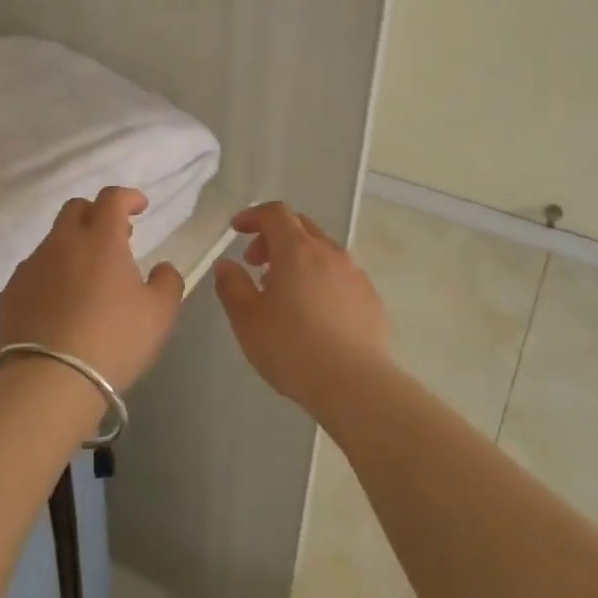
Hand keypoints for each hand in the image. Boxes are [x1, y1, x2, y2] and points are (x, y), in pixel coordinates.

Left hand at [0, 186, 184, 392]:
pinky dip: (49, 279)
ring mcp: (30, 268)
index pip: (112, 198)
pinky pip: (32, 275)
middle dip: (96, 215)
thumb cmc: (114, 341)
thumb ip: (167, 281)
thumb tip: (161, 268)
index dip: (128, 197)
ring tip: (86, 282)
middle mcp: (61, 244)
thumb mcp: (160, 313)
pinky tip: (59, 308)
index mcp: (100, 239)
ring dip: (72, 250)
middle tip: (114, 239)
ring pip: (52, 243)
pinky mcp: (8, 296)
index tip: (139, 207)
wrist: (49, 382)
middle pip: (75, 209)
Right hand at [213, 201, 390, 404]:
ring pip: (323, 251)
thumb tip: (226, 266)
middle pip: (301, 227)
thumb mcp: (247, 320)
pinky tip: (315, 312)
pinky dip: (321, 279)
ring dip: (299, 259)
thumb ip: (232, 286)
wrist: (354, 384)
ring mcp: (355, 274)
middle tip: (255, 263)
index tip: (237, 229)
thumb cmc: (292, 348)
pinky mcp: (371, 298)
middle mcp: (330, 252)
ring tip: (284, 291)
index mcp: (297, 250)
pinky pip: (341, 275)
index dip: (253, 215)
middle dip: (274, 237)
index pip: (275, 213)